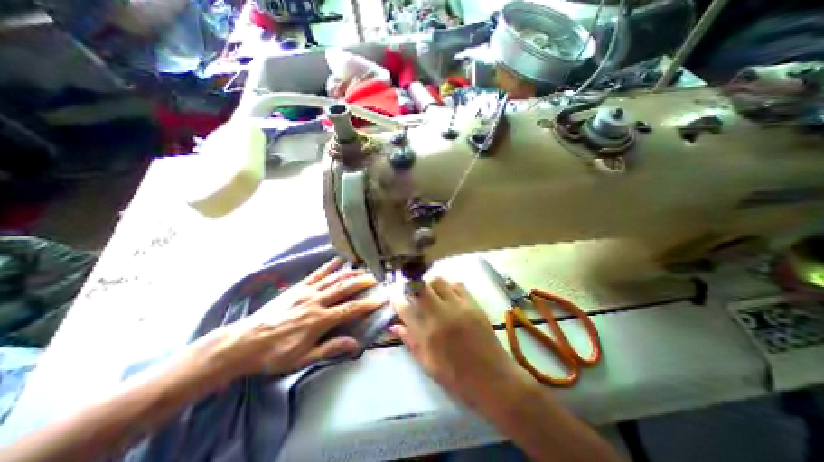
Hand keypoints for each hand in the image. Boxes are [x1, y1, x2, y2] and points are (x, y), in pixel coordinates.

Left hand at [207, 259, 387, 379]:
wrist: (244, 342)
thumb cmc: (275, 354)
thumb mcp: (302, 358)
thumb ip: (330, 349)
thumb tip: (354, 344)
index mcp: (319, 320)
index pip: (350, 309)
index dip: (367, 304)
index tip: (381, 299)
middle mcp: (316, 302)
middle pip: (344, 288)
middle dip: (362, 282)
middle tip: (375, 278)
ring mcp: (307, 292)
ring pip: (333, 279)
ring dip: (350, 273)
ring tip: (363, 269)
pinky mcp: (298, 287)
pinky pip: (317, 274)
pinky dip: (329, 266)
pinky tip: (338, 260)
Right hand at [393, 277, 520, 403]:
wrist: (494, 380)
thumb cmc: (457, 377)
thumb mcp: (428, 364)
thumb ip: (410, 341)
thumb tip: (394, 325)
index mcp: (428, 334)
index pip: (405, 307)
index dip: (396, 299)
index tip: (394, 296)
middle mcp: (441, 315)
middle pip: (420, 287)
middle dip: (411, 286)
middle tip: (411, 292)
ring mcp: (459, 306)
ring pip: (438, 281)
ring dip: (430, 285)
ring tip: (430, 293)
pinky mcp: (473, 304)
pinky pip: (457, 285)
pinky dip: (449, 286)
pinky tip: (448, 295)